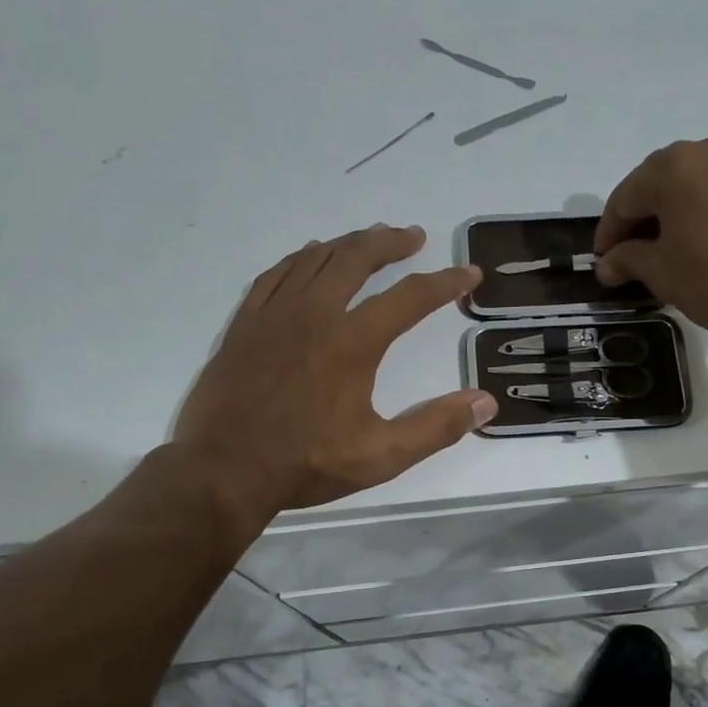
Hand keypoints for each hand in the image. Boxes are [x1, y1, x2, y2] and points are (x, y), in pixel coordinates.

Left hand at [173, 224, 495, 519]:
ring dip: (349, 243)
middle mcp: (315, 314)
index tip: (469, 273)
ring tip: (370, 239)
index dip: (445, 282)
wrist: (222, 470)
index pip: (410, 297)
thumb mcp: (381, 456)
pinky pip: (277, 273)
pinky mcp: (246, 323)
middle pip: (357, 258)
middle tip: (413, 236)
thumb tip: (485, 403)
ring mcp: (275, 314)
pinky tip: (310, 257)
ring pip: (316, 258)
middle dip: (390, 242)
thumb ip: (435, 427)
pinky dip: (301, 258)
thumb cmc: (305, 464)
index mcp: (353, 342)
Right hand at [593, 130, 707, 355]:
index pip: (625, 198)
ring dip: (674, 214)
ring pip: (694, 185)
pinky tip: (704, 243)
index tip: (602, 263)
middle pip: (659, 184)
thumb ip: (628, 260)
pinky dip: (706, 211)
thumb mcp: (663, 273)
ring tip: (668, 252)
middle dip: (641, 220)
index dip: (609, 233)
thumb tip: (608, 263)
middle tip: (630, 258)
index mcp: (674, 165)